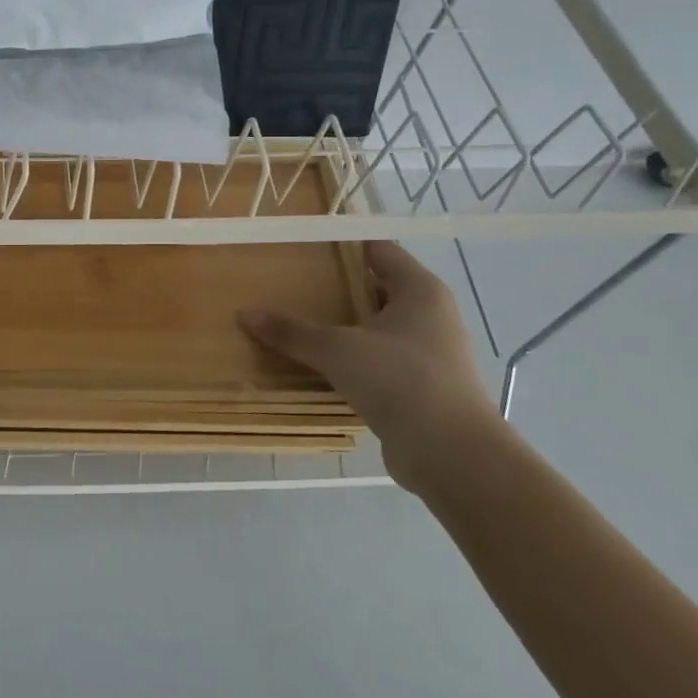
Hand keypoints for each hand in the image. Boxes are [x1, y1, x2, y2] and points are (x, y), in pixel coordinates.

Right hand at [238, 241, 503, 494]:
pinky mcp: (420, 387)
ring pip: (376, 327)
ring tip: (296, 320)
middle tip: (289, 280)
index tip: (302, 243)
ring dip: (341, 325)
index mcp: (420, 291)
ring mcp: (428, 353)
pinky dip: (350, 358)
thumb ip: (291, 330)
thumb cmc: (399, 380)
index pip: (378, 249)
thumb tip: (245, 312)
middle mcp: (430, 315)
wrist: (451, 455)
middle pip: (376, 288)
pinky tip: (317, 363)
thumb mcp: (336, 350)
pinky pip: (377, 360)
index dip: (342, 243)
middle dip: (335, 285)